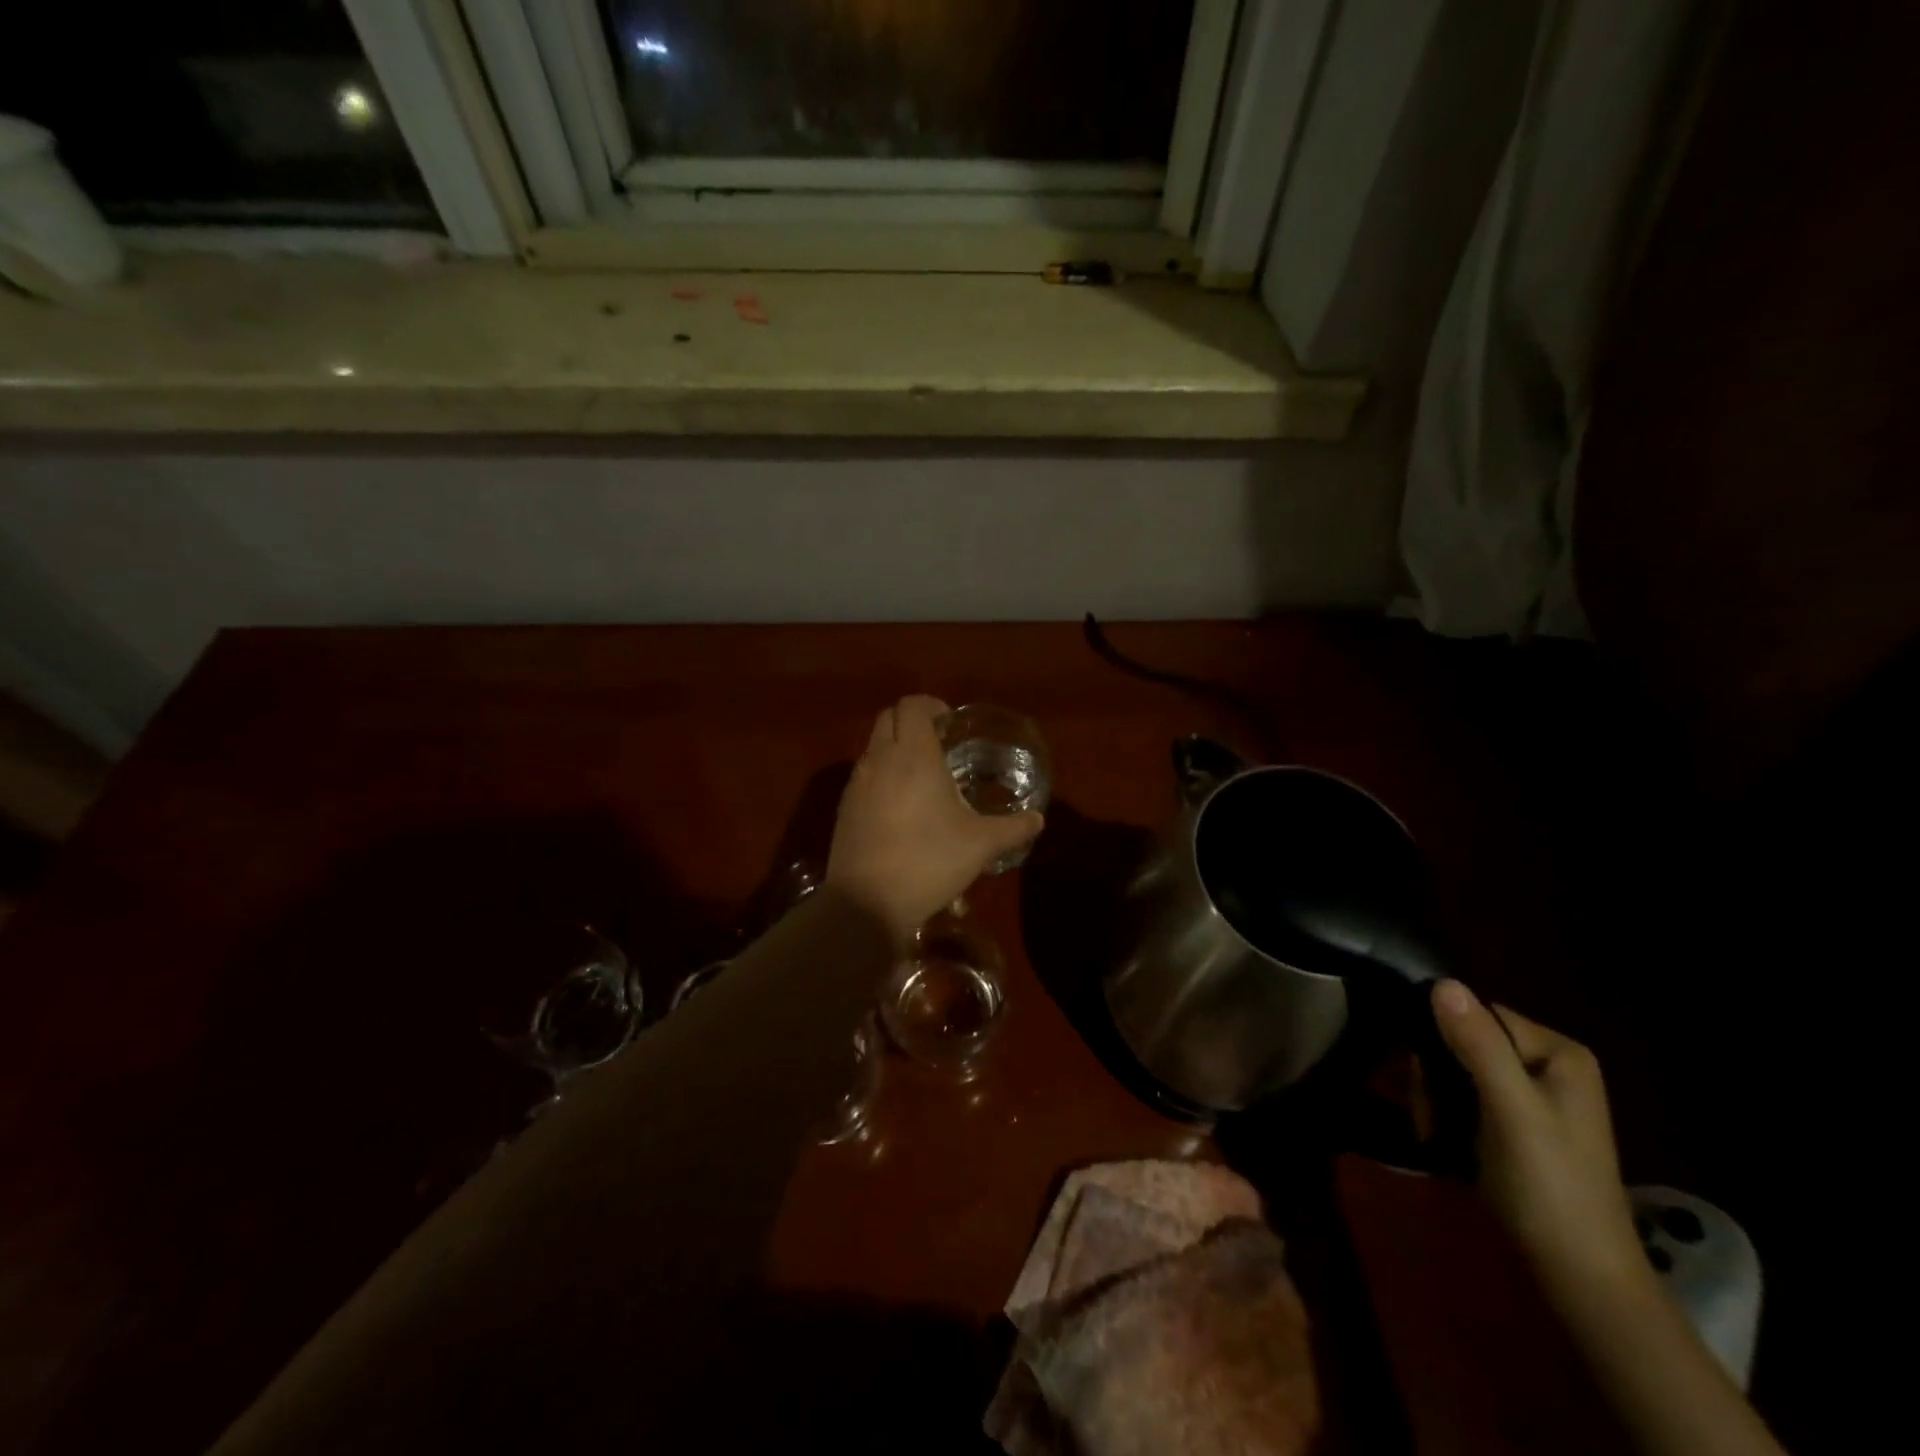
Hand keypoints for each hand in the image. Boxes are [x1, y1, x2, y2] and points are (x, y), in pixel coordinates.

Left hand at [826, 696, 1043, 943]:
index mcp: (914, 755)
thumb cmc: (929, 861)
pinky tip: (901, 809)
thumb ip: (1013, 828)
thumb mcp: (981, 845)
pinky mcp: (844, 808)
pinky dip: (882, 776)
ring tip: (922, 778)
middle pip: (888, 717)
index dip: (932, 705)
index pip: (913, 705)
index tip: (951, 722)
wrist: (867, 903)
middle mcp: (880, 759)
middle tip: (939, 744)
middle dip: (912, 721)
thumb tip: (1038, 819)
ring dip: (895, 749)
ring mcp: (857, 784)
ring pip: (874, 747)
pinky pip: (864, 776)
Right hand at [1432, 981, 1646, 1310]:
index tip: (1425, 1076)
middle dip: (1437, 1074)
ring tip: (1434, 1130)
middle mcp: (1550, 1064)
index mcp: (1559, 1052)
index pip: (1479, 1014)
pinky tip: (1443, 1136)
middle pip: (1466, 1040)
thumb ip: (1479, 1046)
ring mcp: (1535, 1095)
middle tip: (1431, 1114)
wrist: (1579, 1275)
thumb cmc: (1549, 1186)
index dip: (1443, 1037)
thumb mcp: (1510, 1110)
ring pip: (1459, 1068)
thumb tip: (1442, 982)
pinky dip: (1448, 1112)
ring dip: (1437, 1096)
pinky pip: (1468, 1094)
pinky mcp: (1519, 1122)